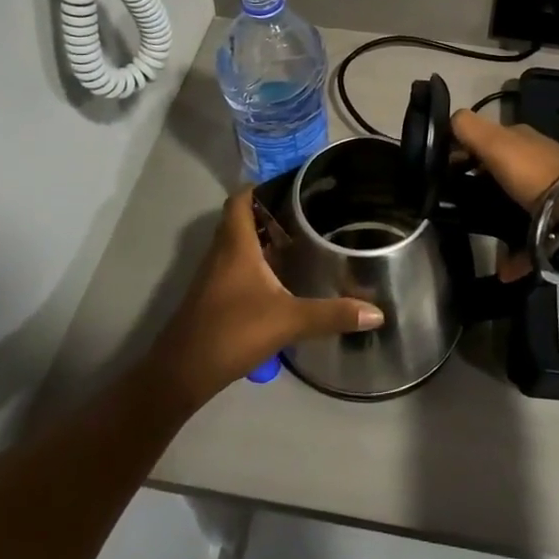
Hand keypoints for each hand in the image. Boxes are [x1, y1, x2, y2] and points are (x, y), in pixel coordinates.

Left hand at [150, 190, 384, 406]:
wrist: (181, 373)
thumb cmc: (232, 332)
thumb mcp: (288, 321)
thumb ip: (331, 314)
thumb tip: (376, 312)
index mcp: (235, 245)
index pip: (241, 200)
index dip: (261, 187)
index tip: (291, 184)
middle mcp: (221, 253)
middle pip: (240, 219)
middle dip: (269, 212)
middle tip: (304, 213)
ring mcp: (213, 276)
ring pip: (237, 244)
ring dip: (262, 239)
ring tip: (298, 241)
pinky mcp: (212, 297)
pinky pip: (234, 266)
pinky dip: (255, 263)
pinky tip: (279, 279)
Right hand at [451, 110, 558, 279]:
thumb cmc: (534, 172)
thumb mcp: (495, 143)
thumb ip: (468, 128)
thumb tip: (447, 120)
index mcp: (519, 139)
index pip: (483, 139)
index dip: (460, 153)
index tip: (441, 174)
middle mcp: (534, 160)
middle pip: (497, 171)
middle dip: (477, 187)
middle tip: (455, 207)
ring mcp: (549, 190)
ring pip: (512, 203)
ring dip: (494, 220)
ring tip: (478, 238)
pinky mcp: (557, 219)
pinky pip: (529, 235)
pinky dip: (515, 251)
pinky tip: (504, 269)